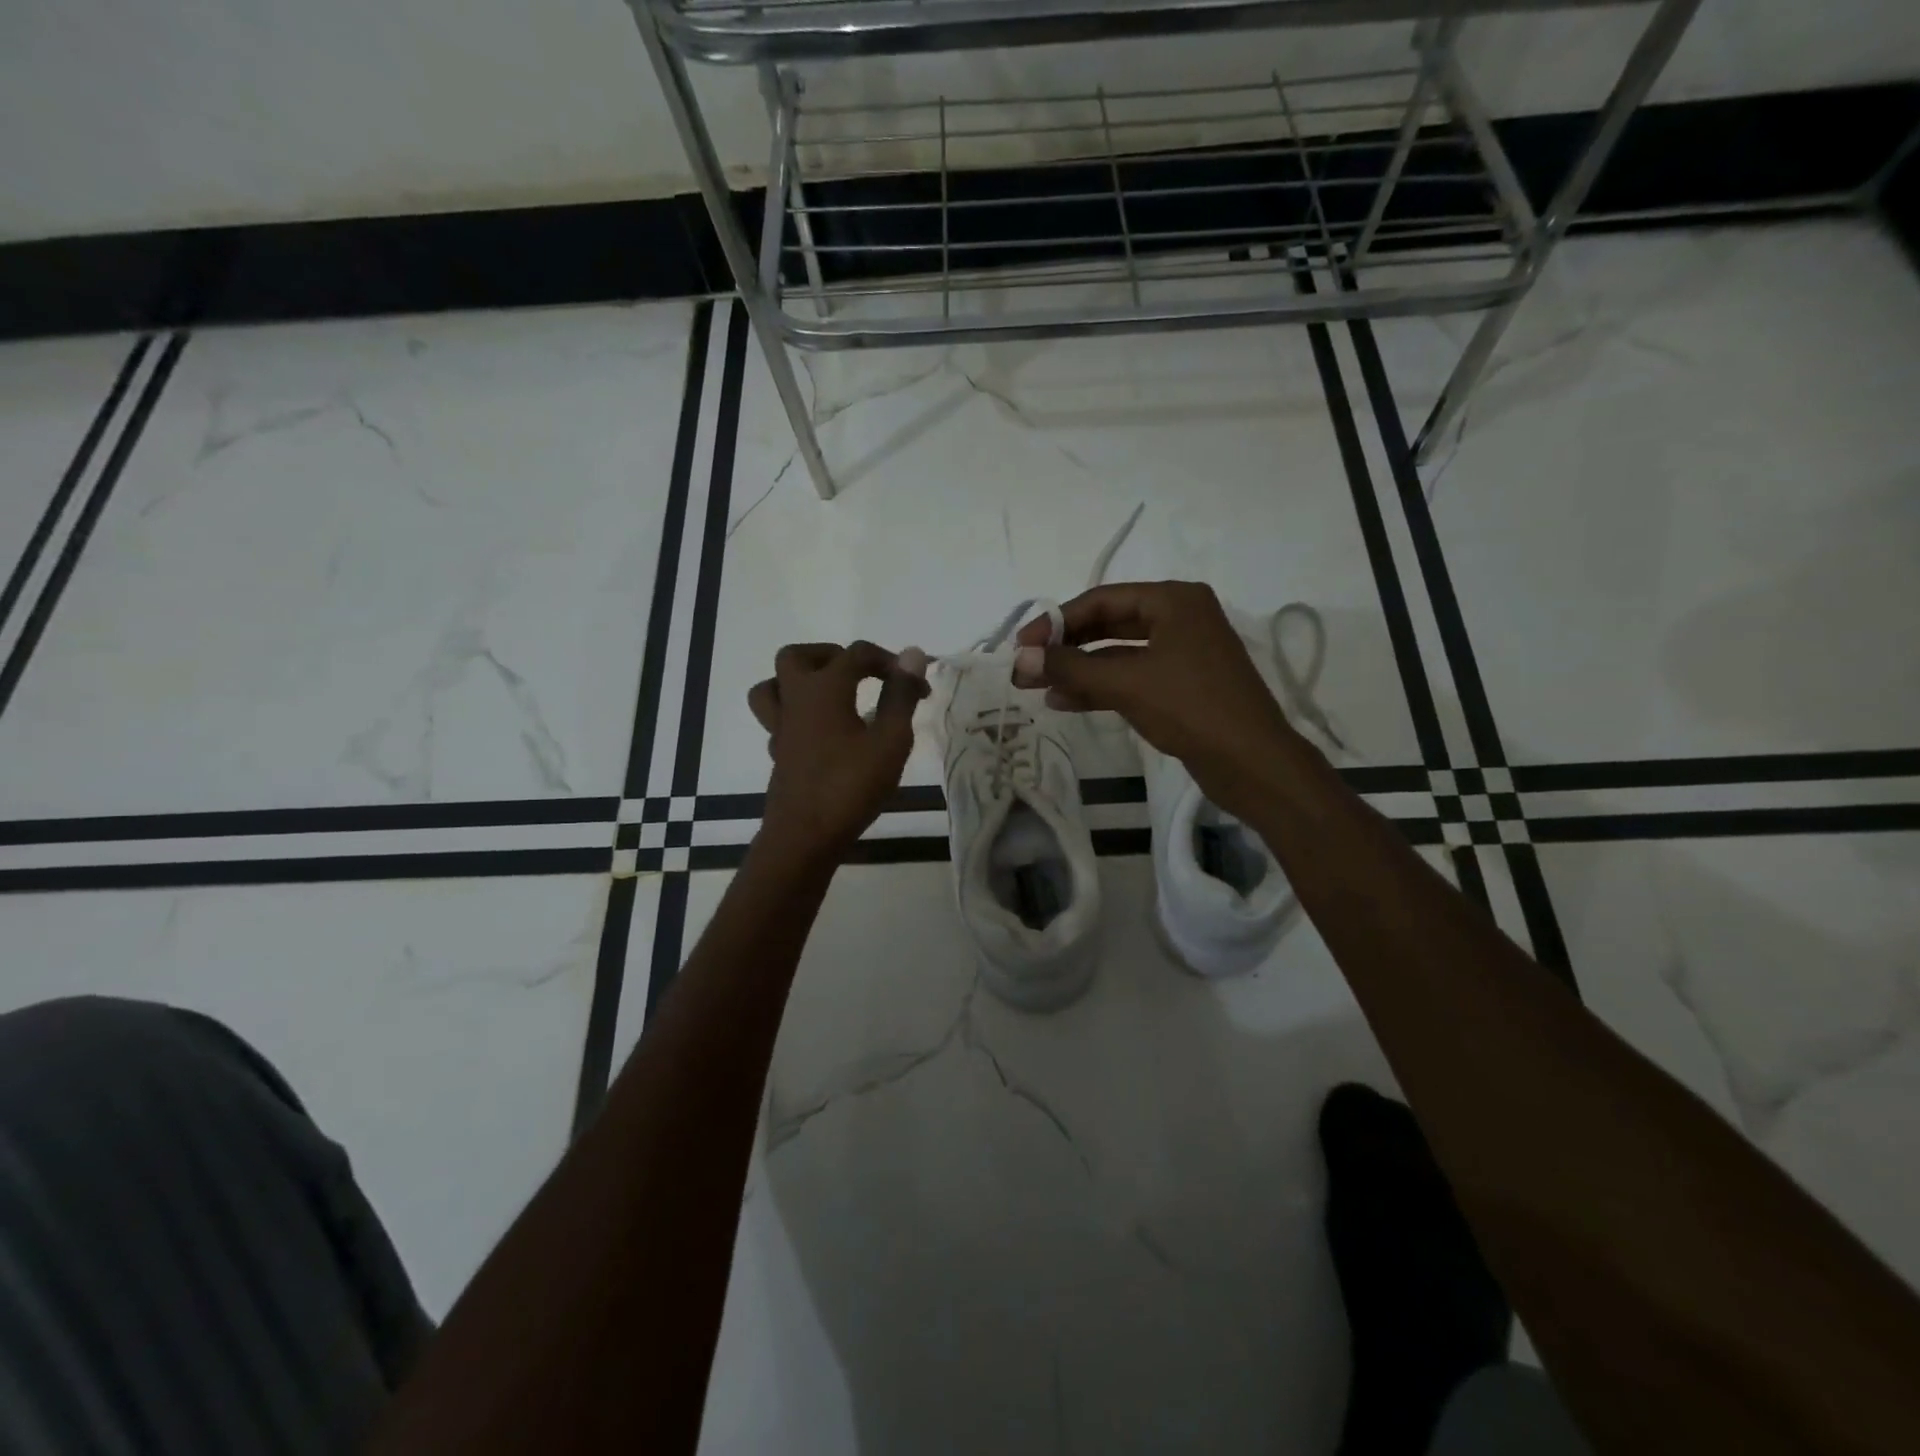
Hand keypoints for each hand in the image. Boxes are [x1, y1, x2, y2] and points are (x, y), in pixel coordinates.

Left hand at [748, 642, 927, 860]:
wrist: (804, 837)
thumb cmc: (850, 786)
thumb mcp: (890, 741)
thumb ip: (900, 696)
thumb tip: (912, 654)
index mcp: (823, 689)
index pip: (856, 654)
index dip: (891, 663)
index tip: (919, 689)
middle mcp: (795, 701)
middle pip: (797, 657)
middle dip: (830, 656)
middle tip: (859, 674)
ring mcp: (781, 729)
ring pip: (774, 687)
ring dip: (800, 682)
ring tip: (831, 696)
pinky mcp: (779, 754)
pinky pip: (779, 720)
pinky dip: (799, 716)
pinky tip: (824, 735)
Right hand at [1013, 581, 1300, 814]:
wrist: (1253, 763)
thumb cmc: (1192, 708)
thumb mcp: (1127, 682)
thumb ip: (1071, 667)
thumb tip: (1020, 659)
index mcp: (1174, 600)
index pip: (1101, 600)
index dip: (1056, 622)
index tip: (1021, 646)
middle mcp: (1180, 618)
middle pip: (1108, 625)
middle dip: (1066, 648)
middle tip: (1025, 667)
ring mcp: (1183, 653)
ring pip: (1118, 655)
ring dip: (1078, 671)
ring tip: (1036, 689)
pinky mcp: (1182, 687)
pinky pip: (1132, 678)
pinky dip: (1100, 688)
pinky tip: (1065, 702)